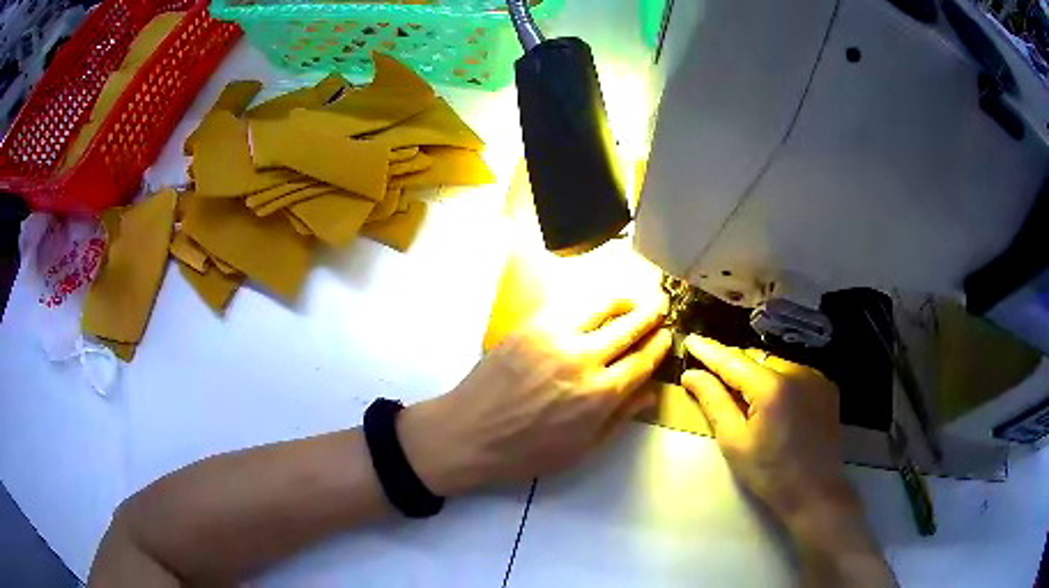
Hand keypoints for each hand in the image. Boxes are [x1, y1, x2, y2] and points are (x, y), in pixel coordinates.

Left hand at [400, 295, 671, 495]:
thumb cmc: (525, 453)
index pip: (643, 360)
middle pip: (630, 325)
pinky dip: (591, 300)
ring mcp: (555, 336)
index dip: (660, 345)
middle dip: (651, 314)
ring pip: (602, 304)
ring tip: (632, 300)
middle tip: (661, 307)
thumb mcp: (580, 449)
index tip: (668, 335)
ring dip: (624, 299)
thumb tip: (651, 391)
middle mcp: (584, 358)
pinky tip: (595, 305)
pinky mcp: (531, 326)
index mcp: (600, 395)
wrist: (467, 433)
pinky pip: (570, 304)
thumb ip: (620, 418)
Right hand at [681, 336, 896, 585]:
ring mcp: (815, 377)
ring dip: (756, 373)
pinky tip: (772, 402)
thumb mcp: (734, 442)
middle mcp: (797, 372)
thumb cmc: (769, 473)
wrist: (815, 491)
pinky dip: (777, 380)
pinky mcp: (826, 387)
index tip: (690, 340)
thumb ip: (713, 402)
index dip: (709, 350)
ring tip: (743, 394)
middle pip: (755, 358)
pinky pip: (794, 373)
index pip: (733, 360)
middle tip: (711, 374)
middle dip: (733, 364)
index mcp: (771, 387)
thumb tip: (692, 374)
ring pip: (775, 364)